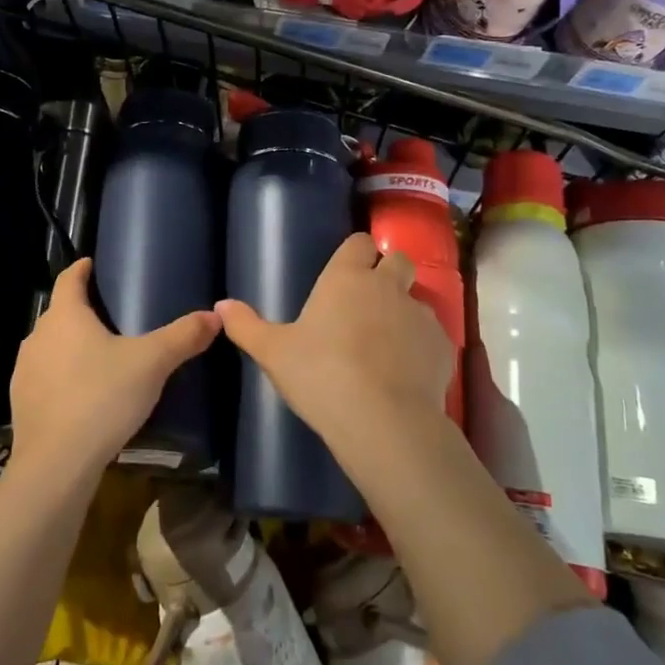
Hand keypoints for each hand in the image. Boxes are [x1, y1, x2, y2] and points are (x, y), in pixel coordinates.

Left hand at [9, 258, 220, 478]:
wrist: (56, 464)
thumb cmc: (102, 398)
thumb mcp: (152, 363)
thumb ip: (183, 337)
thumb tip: (215, 315)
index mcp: (65, 316)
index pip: (69, 279)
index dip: (81, 269)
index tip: (92, 264)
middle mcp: (38, 336)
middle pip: (59, 313)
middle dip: (80, 310)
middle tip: (109, 314)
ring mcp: (24, 370)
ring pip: (49, 346)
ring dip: (68, 345)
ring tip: (97, 355)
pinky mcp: (20, 403)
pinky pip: (43, 377)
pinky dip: (60, 377)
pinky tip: (80, 394)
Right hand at [215, 234, 453, 447]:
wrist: (383, 420)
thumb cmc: (321, 375)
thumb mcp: (273, 352)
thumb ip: (246, 325)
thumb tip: (220, 305)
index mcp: (346, 278)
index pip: (359, 243)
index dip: (356, 253)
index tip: (349, 269)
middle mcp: (387, 286)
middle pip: (399, 261)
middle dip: (389, 272)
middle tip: (371, 301)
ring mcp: (420, 314)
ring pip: (417, 300)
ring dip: (405, 312)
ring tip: (389, 345)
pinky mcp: (444, 346)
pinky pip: (433, 336)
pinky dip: (423, 347)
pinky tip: (408, 373)